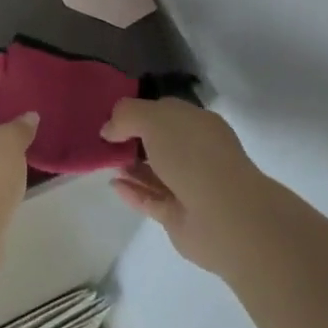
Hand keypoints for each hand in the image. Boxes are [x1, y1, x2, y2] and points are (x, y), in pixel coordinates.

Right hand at [102, 98, 268, 276]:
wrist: (223, 216)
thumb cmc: (191, 154)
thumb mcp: (153, 118)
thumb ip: (126, 115)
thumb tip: (109, 130)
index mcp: (198, 123)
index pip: (165, 111)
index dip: (138, 112)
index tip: (112, 117)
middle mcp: (197, 152)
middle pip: (160, 142)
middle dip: (133, 139)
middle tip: (105, 141)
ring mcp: (190, 186)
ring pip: (155, 172)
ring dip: (131, 166)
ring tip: (104, 161)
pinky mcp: (180, 216)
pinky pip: (152, 199)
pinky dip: (133, 192)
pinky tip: (113, 185)